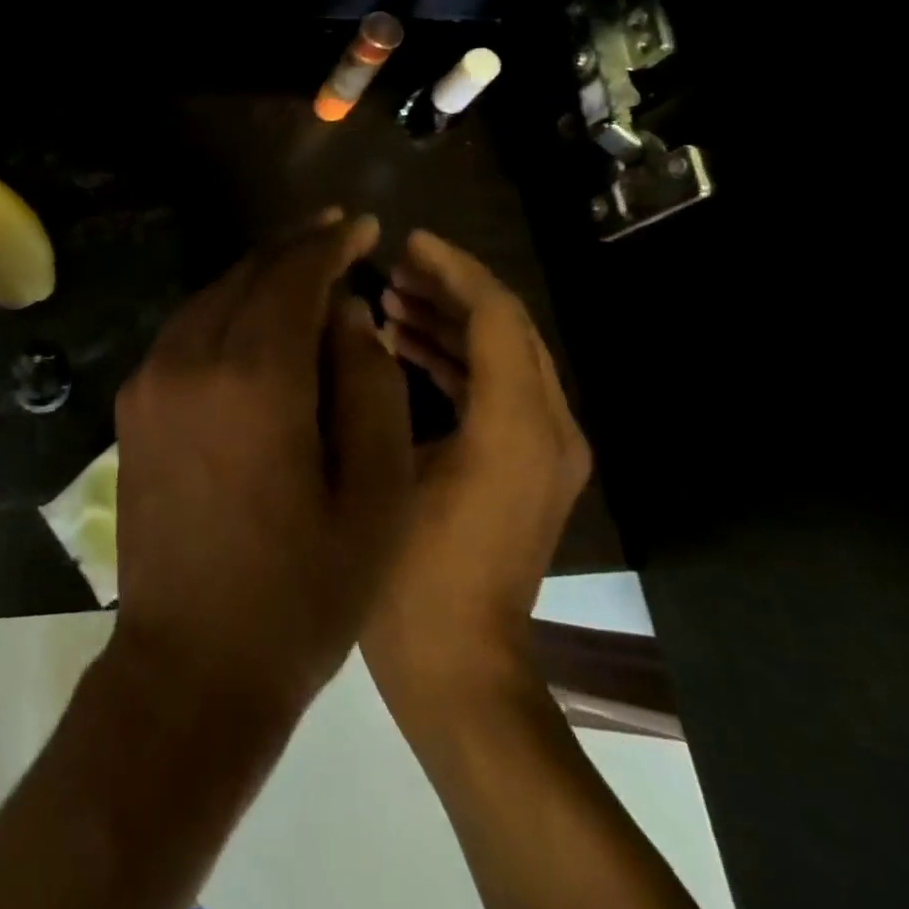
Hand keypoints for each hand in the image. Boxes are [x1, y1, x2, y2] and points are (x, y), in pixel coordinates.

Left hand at [111, 213, 416, 720]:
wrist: (193, 663)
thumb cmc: (302, 591)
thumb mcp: (374, 492)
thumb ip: (367, 383)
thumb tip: (345, 313)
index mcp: (254, 377)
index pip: (293, 276)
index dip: (329, 244)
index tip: (361, 225)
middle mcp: (189, 360)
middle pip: (245, 276)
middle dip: (292, 250)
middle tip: (334, 237)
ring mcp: (149, 382)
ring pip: (209, 299)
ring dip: (255, 279)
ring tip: (300, 275)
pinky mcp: (132, 408)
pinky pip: (183, 334)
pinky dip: (223, 313)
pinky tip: (252, 326)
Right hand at [365, 231, 592, 723]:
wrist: (459, 667)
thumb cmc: (411, 572)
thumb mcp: (387, 468)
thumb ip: (379, 389)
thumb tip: (359, 325)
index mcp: (519, 424)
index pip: (497, 315)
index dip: (452, 268)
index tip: (406, 241)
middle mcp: (549, 428)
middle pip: (507, 329)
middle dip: (450, 289)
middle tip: (391, 267)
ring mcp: (544, 452)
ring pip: (503, 359)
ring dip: (451, 323)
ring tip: (390, 302)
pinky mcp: (526, 469)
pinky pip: (497, 392)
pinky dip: (456, 362)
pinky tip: (403, 351)